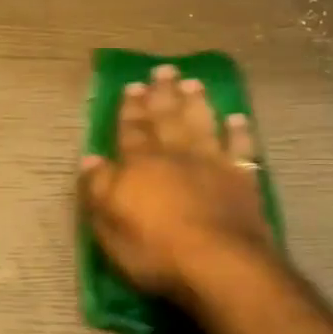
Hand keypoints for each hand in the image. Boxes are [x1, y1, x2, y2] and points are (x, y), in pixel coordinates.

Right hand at [78, 64, 278, 302]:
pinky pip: (241, 148)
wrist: (218, 263)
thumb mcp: (109, 225)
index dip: (131, 109)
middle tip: (163, 70)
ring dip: (197, 103)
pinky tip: (238, 118)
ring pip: (202, 124)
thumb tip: (90, 159)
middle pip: (167, 119)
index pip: (132, 130)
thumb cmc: (155, 250)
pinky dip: (240, 132)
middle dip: (163, 94)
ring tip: (194, 83)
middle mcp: (176, 156)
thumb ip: (99, 189)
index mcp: (140, 165)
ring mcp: (213, 164)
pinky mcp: (242, 180)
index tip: (132, 85)